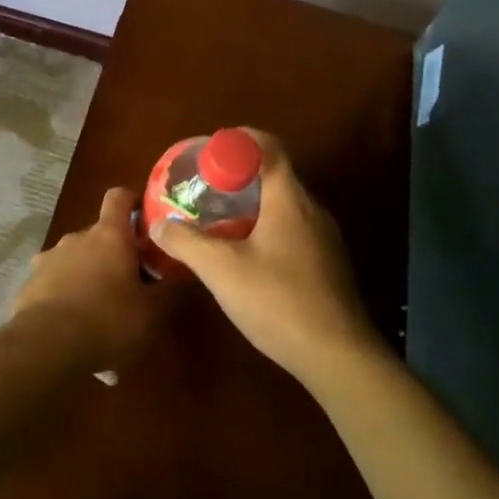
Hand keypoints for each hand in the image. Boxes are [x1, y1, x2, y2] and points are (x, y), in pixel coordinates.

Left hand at [12, 188, 173, 372]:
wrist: (46, 346)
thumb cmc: (108, 320)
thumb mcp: (152, 312)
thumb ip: (170, 290)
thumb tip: (186, 272)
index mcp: (109, 235)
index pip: (119, 197)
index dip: (132, 200)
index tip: (143, 216)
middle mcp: (76, 238)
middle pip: (99, 235)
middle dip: (113, 255)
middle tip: (129, 284)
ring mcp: (48, 260)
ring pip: (75, 261)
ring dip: (87, 277)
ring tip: (99, 315)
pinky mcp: (29, 286)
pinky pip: (53, 285)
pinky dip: (65, 299)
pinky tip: (73, 331)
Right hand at [149, 130, 382, 388]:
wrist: (340, 358)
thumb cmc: (279, 302)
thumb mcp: (222, 271)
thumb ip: (187, 243)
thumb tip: (158, 224)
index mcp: (289, 199)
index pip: (268, 147)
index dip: (239, 140)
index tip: (209, 152)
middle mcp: (312, 210)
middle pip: (274, 176)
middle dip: (239, 177)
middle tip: (205, 190)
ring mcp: (325, 239)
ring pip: (284, 207)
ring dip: (253, 206)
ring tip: (220, 223)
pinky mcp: (329, 266)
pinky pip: (294, 231)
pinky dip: (268, 230)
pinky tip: (248, 258)